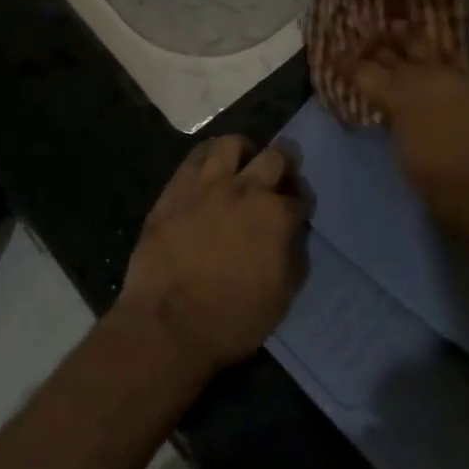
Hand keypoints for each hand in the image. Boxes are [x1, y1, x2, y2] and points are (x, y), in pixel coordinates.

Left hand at [117, 136, 311, 372]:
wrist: (168, 325)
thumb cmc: (231, 319)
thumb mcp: (282, 297)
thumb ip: (294, 256)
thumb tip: (292, 234)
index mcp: (276, 216)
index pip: (300, 198)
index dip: (300, 206)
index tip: (296, 215)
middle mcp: (246, 189)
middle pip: (275, 156)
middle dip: (284, 167)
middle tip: (277, 182)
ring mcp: (208, 183)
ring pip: (232, 143)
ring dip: (244, 153)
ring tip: (242, 167)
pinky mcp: (177, 187)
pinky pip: (196, 155)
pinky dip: (209, 157)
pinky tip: (211, 170)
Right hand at [353, 56, 468, 247]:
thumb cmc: (441, 184)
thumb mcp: (403, 154)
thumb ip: (394, 122)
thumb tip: (390, 109)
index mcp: (398, 94)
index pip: (363, 70)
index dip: (347, 63)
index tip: (336, 56)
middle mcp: (425, 75)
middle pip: (394, 49)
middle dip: (377, 42)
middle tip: (366, 39)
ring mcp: (456, 76)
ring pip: (427, 47)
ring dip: (410, 41)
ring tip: (399, 32)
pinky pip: (454, 63)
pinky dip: (441, 62)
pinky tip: (438, 65)